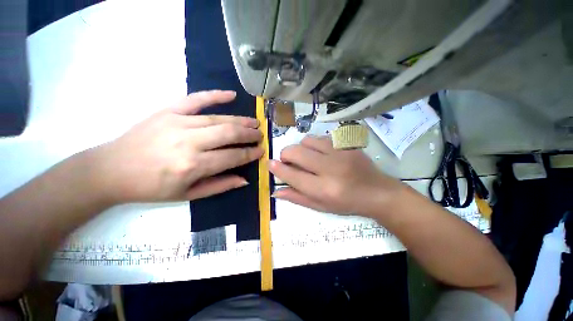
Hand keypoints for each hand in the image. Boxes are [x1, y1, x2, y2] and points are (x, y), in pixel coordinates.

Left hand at [92, 90, 263, 202]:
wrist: (112, 169)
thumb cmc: (152, 187)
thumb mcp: (188, 195)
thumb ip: (220, 186)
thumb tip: (245, 179)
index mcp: (194, 166)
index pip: (233, 156)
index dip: (250, 153)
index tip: (261, 150)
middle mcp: (189, 142)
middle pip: (229, 134)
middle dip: (249, 134)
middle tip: (260, 135)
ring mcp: (178, 122)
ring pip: (219, 118)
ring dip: (241, 120)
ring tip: (254, 122)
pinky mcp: (168, 111)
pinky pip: (196, 99)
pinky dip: (215, 95)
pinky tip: (231, 95)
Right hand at [269, 136, 404, 215]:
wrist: (377, 192)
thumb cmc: (347, 203)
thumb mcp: (321, 207)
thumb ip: (297, 198)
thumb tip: (276, 191)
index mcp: (324, 189)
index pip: (293, 175)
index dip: (278, 168)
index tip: (270, 164)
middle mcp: (330, 169)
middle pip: (296, 152)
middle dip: (286, 155)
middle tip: (289, 161)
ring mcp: (340, 153)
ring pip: (307, 140)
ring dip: (301, 149)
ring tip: (307, 158)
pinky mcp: (347, 144)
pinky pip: (321, 138)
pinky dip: (315, 145)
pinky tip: (321, 154)